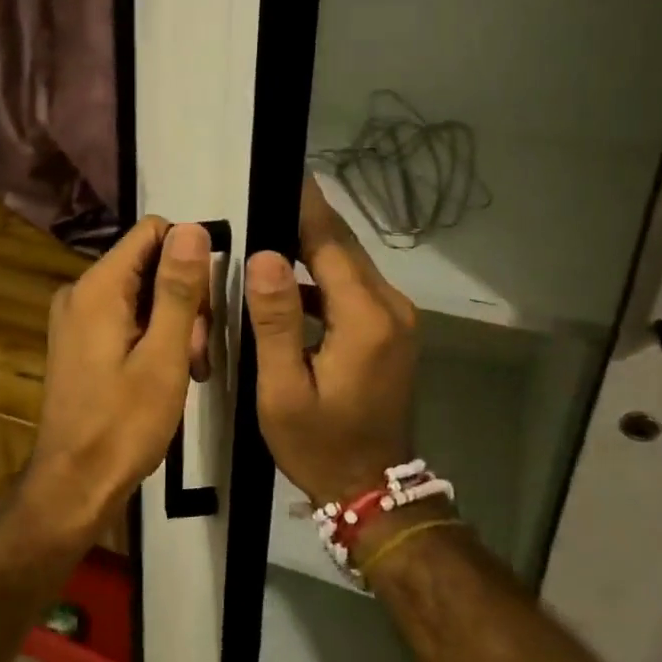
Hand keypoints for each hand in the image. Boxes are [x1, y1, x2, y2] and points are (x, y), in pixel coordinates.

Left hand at [20, 217, 211, 538]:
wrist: (75, 483)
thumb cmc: (124, 423)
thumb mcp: (164, 356)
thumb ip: (178, 289)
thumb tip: (192, 229)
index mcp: (98, 287)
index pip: (152, 232)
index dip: (189, 259)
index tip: (207, 307)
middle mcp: (81, 292)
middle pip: (149, 264)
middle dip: (185, 300)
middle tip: (198, 354)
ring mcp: (77, 318)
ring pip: (142, 294)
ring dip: (175, 324)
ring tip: (190, 370)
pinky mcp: (80, 342)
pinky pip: (126, 318)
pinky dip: (154, 337)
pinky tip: (170, 373)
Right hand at [245, 177, 417, 505]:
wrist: (371, 489)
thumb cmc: (319, 444)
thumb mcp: (283, 389)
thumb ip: (275, 320)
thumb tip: (265, 255)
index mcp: (366, 318)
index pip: (331, 243)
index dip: (304, 207)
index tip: (281, 172)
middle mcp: (391, 307)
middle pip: (344, 248)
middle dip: (306, 219)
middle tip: (264, 193)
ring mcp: (396, 319)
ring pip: (349, 266)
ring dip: (313, 247)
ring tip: (268, 229)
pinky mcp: (391, 331)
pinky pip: (354, 289)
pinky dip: (324, 277)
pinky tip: (289, 278)